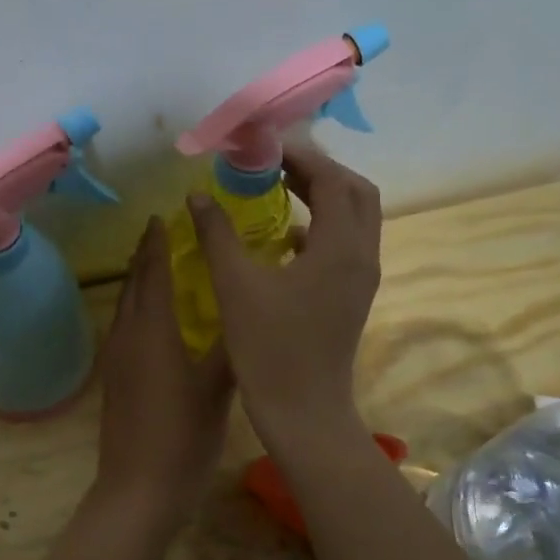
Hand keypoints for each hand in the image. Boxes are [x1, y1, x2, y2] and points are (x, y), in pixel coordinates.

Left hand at [95, 218, 235, 517]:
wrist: (138, 490)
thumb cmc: (182, 436)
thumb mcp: (217, 389)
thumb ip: (232, 346)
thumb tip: (247, 309)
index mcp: (152, 331)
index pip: (153, 273)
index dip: (157, 243)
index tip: (163, 216)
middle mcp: (127, 336)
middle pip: (133, 284)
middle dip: (144, 254)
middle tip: (161, 231)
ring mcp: (116, 359)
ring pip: (125, 305)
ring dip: (138, 279)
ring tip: (156, 263)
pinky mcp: (114, 379)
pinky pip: (124, 326)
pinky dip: (136, 306)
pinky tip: (153, 317)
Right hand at [186, 141, 380, 451]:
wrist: (304, 413)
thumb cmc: (269, 350)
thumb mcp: (235, 286)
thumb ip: (217, 233)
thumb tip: (197, 195)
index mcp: (340, 247)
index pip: (331, 178)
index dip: (299, 155)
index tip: (262, 146)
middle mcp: (361, 256)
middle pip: (355, 192)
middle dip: (318, 170)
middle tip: (275, 164)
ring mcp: (361, 278)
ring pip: (355, 218)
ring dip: (323, 196)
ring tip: (278, 189)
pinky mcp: (352, 296)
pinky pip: (345, 244)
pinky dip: (321, 227)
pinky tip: (284, 237)